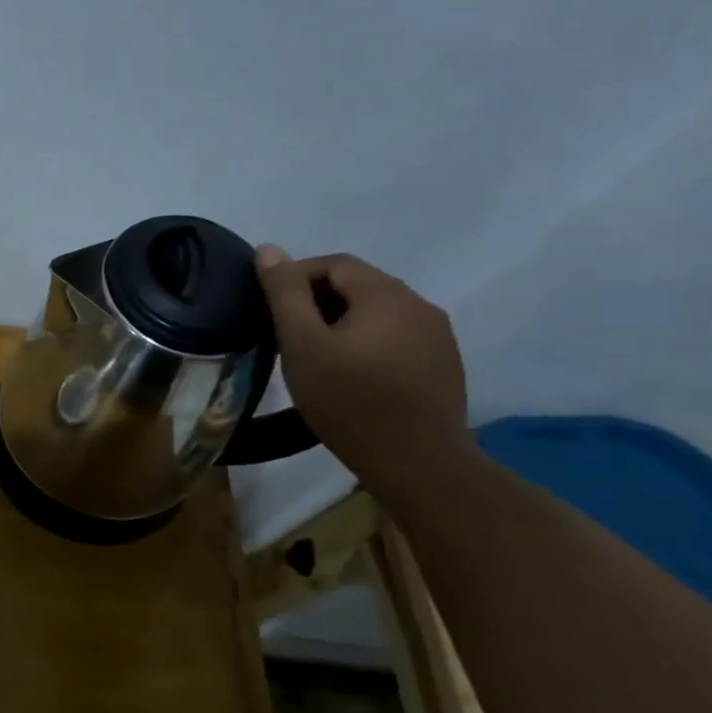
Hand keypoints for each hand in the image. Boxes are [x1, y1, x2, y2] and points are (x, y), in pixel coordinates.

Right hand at [255, 246, 471, 488]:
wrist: (417, 464)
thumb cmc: (349, 401)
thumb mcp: (303, 345)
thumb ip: (285, 294)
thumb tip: (268, 248)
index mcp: (387, 294)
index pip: (335, 263)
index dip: (296, 276)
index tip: (269, 308)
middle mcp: (420, 305)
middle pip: (359, 285)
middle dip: (317, 300)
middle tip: (286, 334)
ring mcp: (438, 336)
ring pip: (378, 312)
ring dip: (342, 322)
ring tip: (315, 355)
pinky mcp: (443, 364)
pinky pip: (396, 336)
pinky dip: (366, 342)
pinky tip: (351, 373)